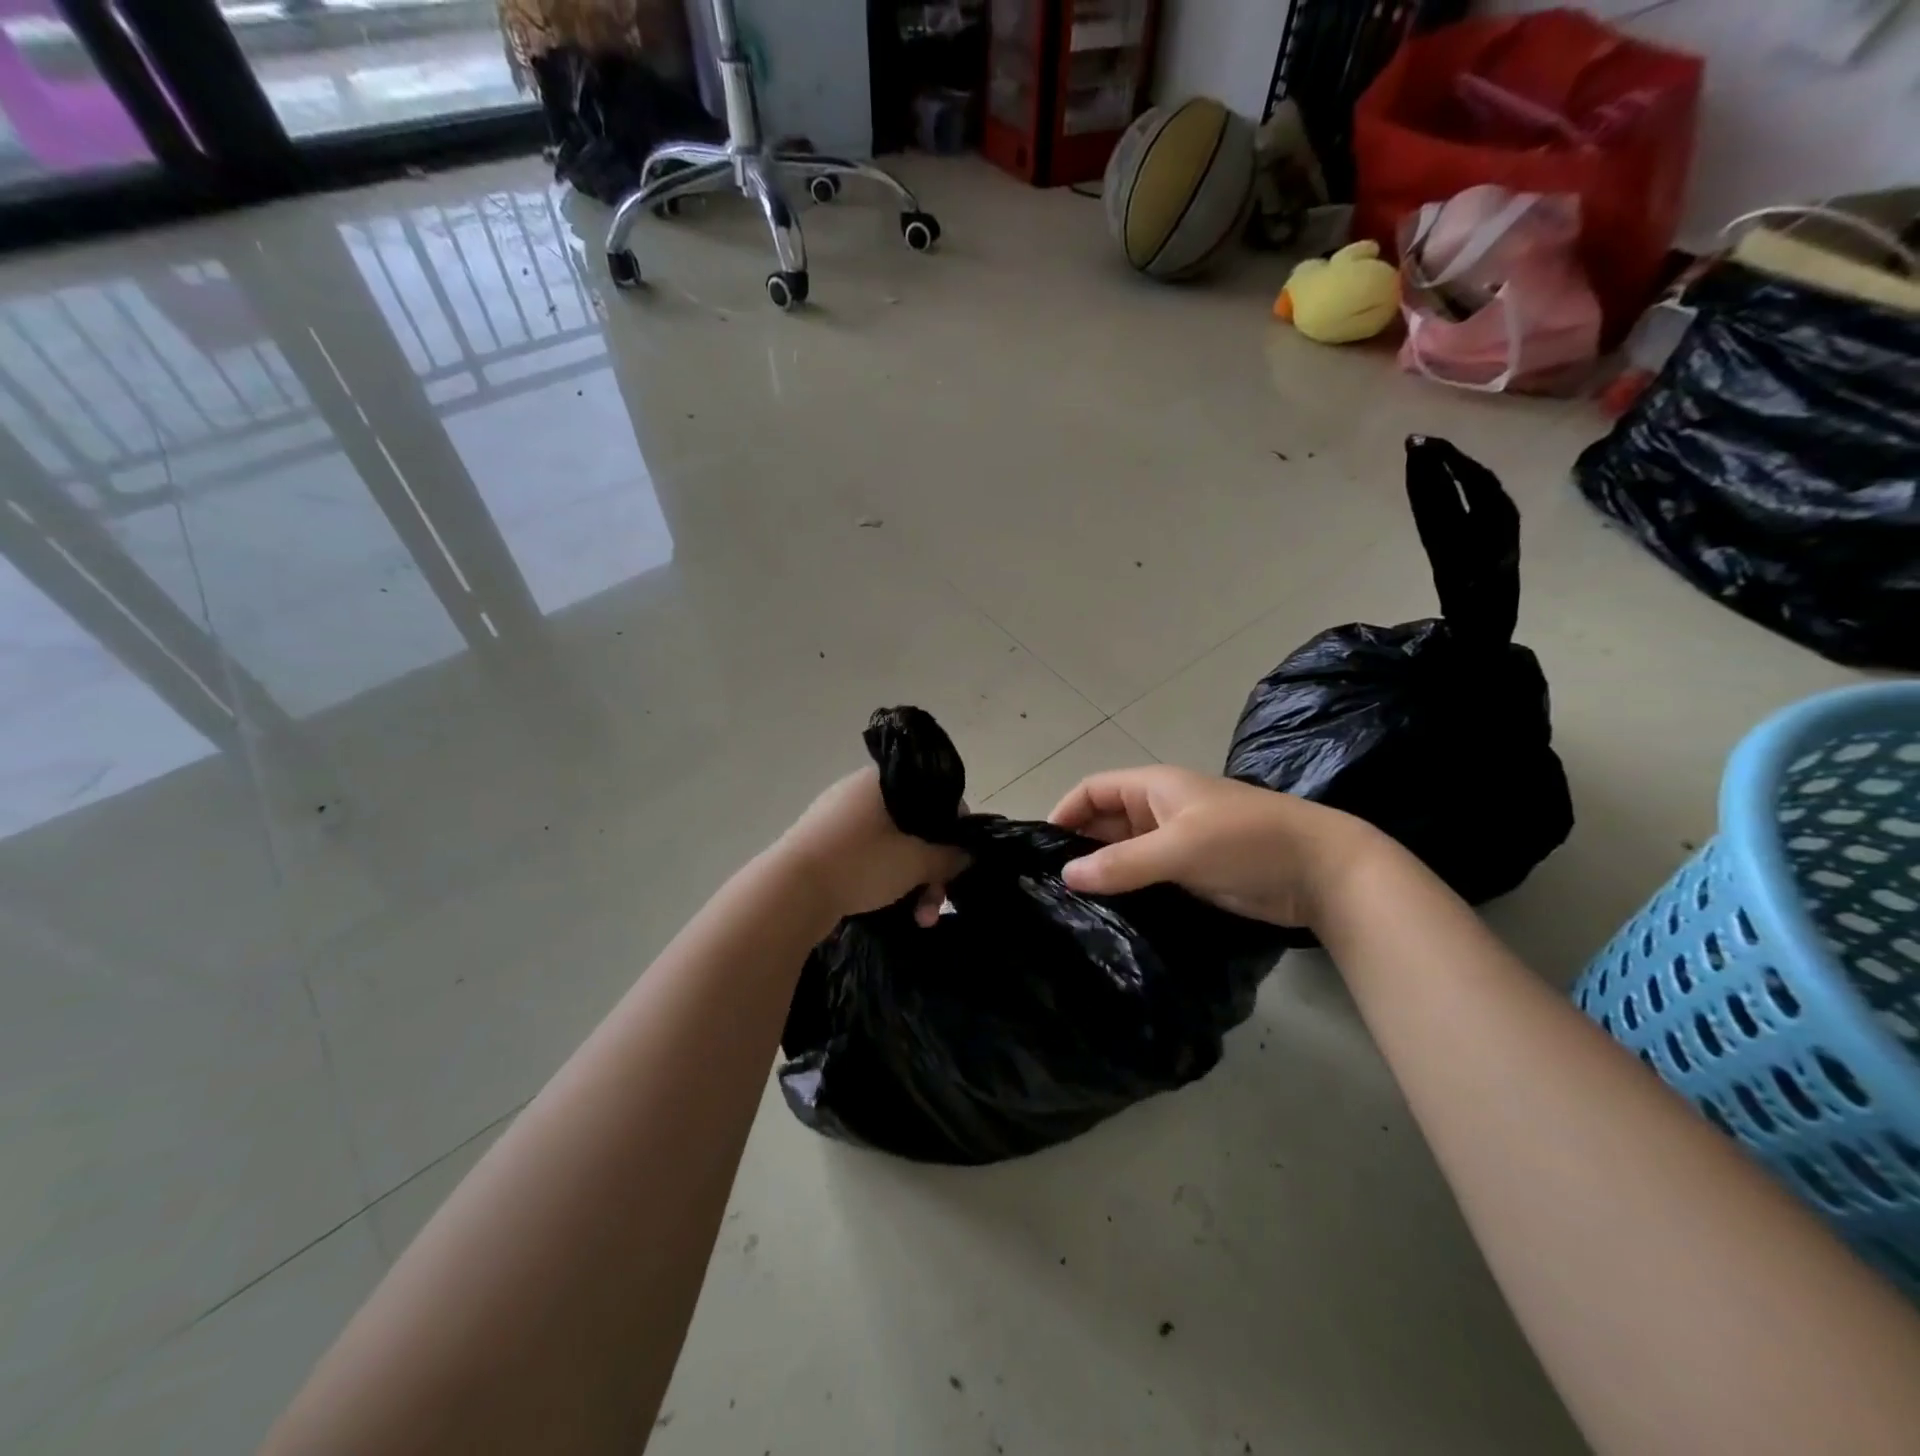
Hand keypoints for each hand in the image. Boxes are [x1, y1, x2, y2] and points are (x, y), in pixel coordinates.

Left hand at [776, 767, 968, 925]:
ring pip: (891, 848)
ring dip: (912, 882)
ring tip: (920, 919)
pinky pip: (867, 859)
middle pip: (913, 827)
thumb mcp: (915, 862)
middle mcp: (858, 793)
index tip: (957, 861)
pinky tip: (894, 910)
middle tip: (936, 903)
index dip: (953, 828)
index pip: (933, 795)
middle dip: (931, 869)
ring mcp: (837, 821)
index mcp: (880, 781)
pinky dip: (885, 882)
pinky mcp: (823, 848)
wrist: (788, 892)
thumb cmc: (859, 863)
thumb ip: (947, 856)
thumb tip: (967, 853)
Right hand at [1049, 766, 1381, 928]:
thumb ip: (1122, 862)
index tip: (1040, 849)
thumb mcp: (1180, 847)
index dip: (1065, 812)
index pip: (1093, 790)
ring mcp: (1177, 844)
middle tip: (1047, 886)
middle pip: (1105, 823)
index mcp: (1154, 788)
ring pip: (1124, 853)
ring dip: (1101, 873)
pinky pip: (1146, 877)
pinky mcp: (1192, 873)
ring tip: (1068, 906)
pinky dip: (1126, 890)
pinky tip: (1107, 916)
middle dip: (1078, 847)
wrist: (1322, 872)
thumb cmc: (1246, 842)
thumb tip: (1067, 876)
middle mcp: (1159, 811)